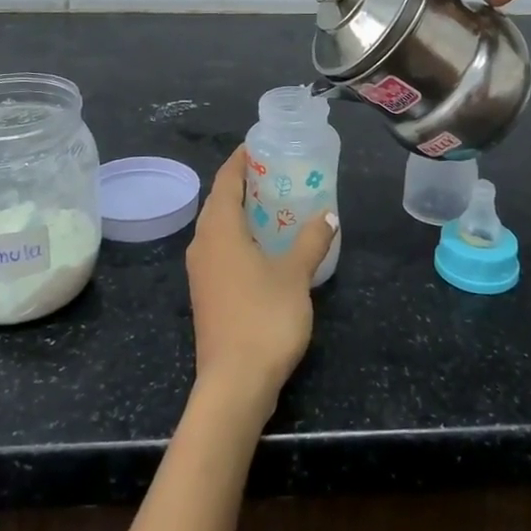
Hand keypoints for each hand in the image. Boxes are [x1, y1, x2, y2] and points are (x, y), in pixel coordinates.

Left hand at [186, 147, 336, 409]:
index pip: (225, 179)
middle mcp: (202, 244)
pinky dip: (240, 237)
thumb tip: (328, 215)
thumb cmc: (264, 319)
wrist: (234, 384)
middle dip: (244, 183)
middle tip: (277, 173)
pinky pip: (221, 249)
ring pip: (219, 227)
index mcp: (219, 229)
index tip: (261, 145)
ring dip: (242, 212)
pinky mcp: (206, 293)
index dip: (241, 159)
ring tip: (275, 205)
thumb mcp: (295, 275)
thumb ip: (311, 240)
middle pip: (219, 201)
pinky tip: (265, 246)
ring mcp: (201, 271)